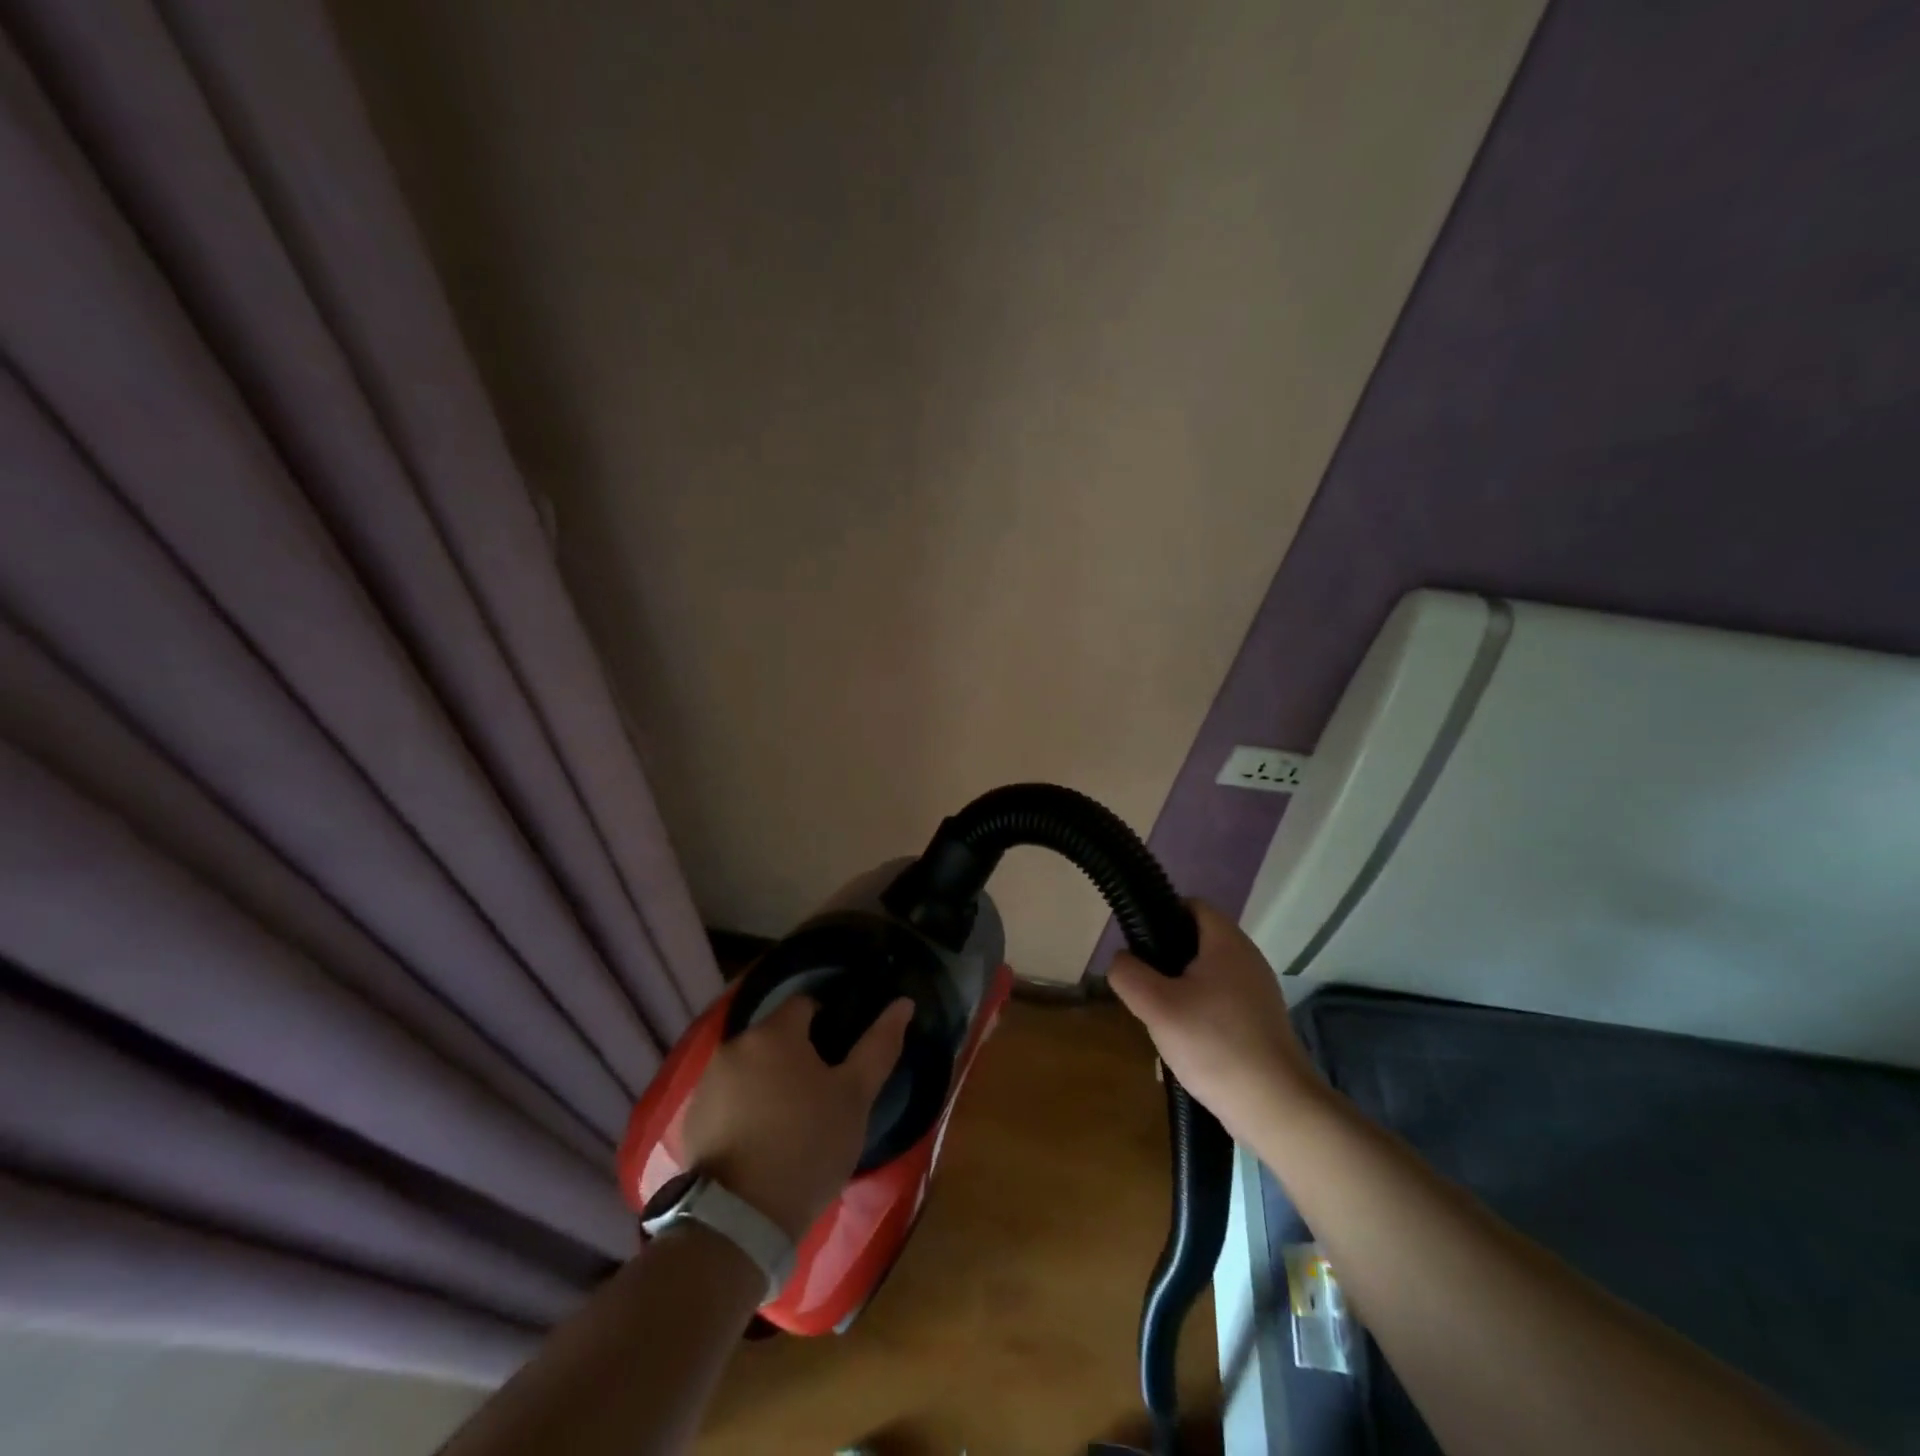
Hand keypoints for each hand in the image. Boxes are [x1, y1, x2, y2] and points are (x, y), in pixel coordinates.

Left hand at [679, 995, 911, 1239]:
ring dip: (769, 1080)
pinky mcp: (691, 1117)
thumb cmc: (808, 1146)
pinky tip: (760, 1140)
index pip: (805, 1005)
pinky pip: (727, 1096)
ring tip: (790, 1121)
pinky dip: (744, 1106)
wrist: (741, 1219)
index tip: (839, 1061)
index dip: (827, 1026)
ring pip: (750, 1066)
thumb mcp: (855, 1097)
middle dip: (796, 1055)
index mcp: (775, 1032)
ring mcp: (708, 1081)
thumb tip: (903, 1003)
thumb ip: (879, 1046)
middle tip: (820, 1095)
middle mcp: (735, 1045)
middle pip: (775, 1036)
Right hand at [1108, 900, 1323, 1134]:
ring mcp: (1258, 992)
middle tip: (1145, 988)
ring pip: (1206, 976)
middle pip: (1196, 942)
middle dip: (1166, 961)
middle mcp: (1248, 959)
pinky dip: (1200, 1015)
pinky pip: (1221, 1003)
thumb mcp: (1157, 1006)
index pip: (1191, 905)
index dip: (1161, 915)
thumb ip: (1128, 974)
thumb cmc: (1214, 1045)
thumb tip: (1121, 961)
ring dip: (1180, 992)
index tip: (1139, 945)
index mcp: (1227, 942)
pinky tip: (1186, 1045)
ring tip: (1161, 1020)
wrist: (1276, 1107)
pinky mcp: (1261, 1022)